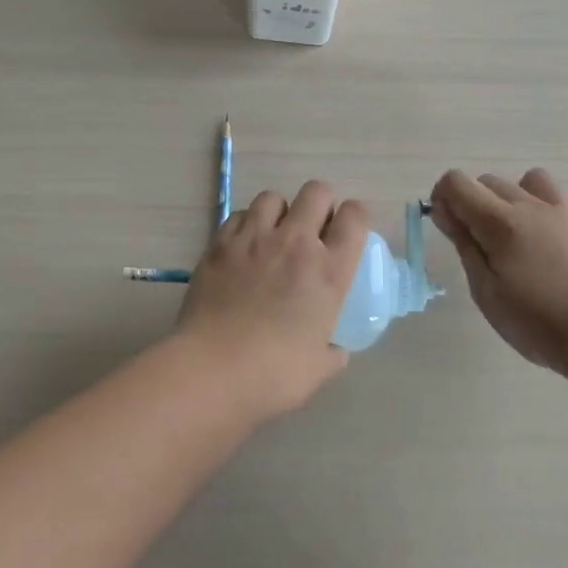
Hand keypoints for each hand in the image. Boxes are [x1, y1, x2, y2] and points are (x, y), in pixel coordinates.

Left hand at [173, 181, 368, 418]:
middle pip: (316, 192)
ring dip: (279, 212)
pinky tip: (244, 247)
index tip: (347, 231)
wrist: (212, 370)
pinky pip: (239, 215)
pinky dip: (246, 224)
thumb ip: (332, 350)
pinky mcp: (220, 243)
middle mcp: (295, 243)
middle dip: (319, 204)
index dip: (355, 217)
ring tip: (273, 235)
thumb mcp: (320, 368)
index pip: (355, 217)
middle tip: (313, 230)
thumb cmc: (274, 375)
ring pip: (273, 197)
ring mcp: (254, 238)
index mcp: (329, 271)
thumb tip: (332, 347)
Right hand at [430, 168, 567, 374]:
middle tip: (477, 242)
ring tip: (517, 231)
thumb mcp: (485, 289)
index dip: (443, 197)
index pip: (457, 182)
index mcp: (499, 221)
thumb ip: (464, 244)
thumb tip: (443, 211)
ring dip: (516, 196)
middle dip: (473, 201)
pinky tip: (553, 236)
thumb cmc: (535, 320)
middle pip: (490, 180)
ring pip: (532, 180)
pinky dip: (554, 208)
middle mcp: (531, 206)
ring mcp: (565, 213)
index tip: (447, 226)